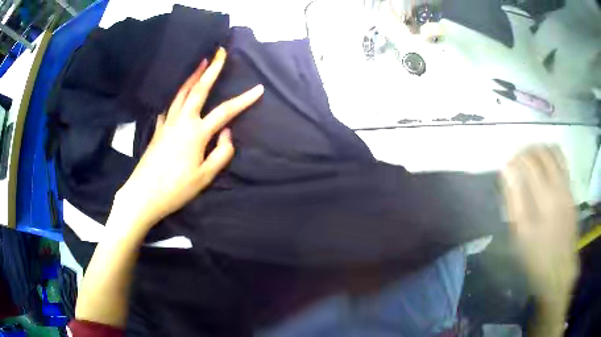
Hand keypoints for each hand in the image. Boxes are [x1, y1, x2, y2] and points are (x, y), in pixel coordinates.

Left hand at [115, 47, 263, 229]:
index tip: (259, 89)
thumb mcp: (205, 176)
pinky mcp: (158, 130)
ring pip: (181, 93)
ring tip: (200, 63)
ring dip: (192, 77)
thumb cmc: (176, 188)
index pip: (225, 111)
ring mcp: (167, 123)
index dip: (244, 100)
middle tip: (218, 52)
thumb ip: (222, 153)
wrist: (143, 194)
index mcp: (196, 132)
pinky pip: (170, 107)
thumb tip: (227, 133)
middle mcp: (182, 121)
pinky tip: (178, 99)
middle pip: (199, 89)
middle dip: (211, 69)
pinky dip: (176, 98)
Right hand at [500, 146, 577, 305]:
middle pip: (544, 152)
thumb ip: (513, 200)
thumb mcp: (520, 235)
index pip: (530, 162)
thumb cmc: (536, 257)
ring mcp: (568, 188)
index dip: (517, 158)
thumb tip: (506, 172)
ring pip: (556, 153)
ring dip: (542, 150)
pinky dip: (553, 158)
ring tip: (532, 159)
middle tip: (518, 159)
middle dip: (529, 150)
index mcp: (545, 199)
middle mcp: (559, 187)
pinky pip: (563, 164)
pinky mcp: (572, 193)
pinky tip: (546, 168)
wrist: (560, 271)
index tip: (508, 163)